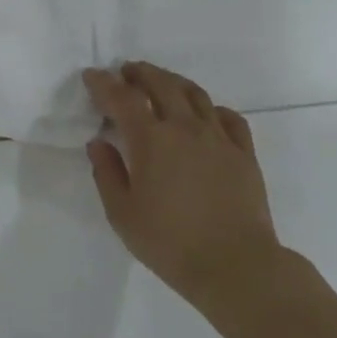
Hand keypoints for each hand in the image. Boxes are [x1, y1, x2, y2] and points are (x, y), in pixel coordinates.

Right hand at [82, 62, 281, 305]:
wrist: (236, 265)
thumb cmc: (170, 243)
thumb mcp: (122, 214)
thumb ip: (107, 173)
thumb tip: (99, 142)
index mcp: (151, 140)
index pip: (122, 98)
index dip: (104, 83)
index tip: (92, 76)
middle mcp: (185, 127)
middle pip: (161, 84)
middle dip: (139, 73)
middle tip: (126, 72)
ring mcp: (218, 137)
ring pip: (195, 93)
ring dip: (172, 81)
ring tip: (161, 82)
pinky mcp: (244, 152)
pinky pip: (228, 117)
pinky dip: (211, 108)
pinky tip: (205, 114)